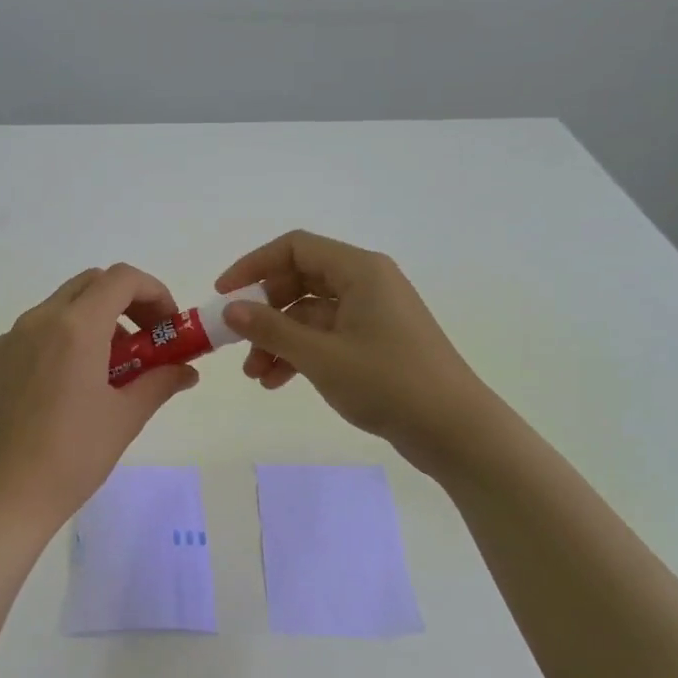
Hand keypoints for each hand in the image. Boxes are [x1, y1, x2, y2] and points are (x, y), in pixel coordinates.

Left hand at [0, 264, 199, 540]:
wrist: (3, 498)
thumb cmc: (73, 456)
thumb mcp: (126, 418)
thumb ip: (160, 382)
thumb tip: (186, 370)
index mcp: (75, 327)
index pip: (121, 278)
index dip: (153, 293)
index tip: (166, 327)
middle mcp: (37, 321)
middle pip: (89, 285)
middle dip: (124, 303)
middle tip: (143, 343)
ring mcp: (7, 341)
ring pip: (58, 309)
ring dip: (91, 323)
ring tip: (105, 372)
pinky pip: (31, 336)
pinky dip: (58, 343)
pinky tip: (63, 390)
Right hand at [215, 230, 487, 473]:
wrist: (454, 429)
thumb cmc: (388, 383)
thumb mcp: (321, 356)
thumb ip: (271, 329)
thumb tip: (230, 309)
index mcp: (360, 270)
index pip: (295, 248)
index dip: (253, 266)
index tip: (223, 295)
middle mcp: (367, 283)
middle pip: (300, 280)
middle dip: (264, 312)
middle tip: (237, 341)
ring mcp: (373, 314)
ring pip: (310, 314)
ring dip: (278, 339)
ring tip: (254, 375)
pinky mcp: (376, 342)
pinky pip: (326, 336)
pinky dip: (300, 353)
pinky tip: (277, 382)